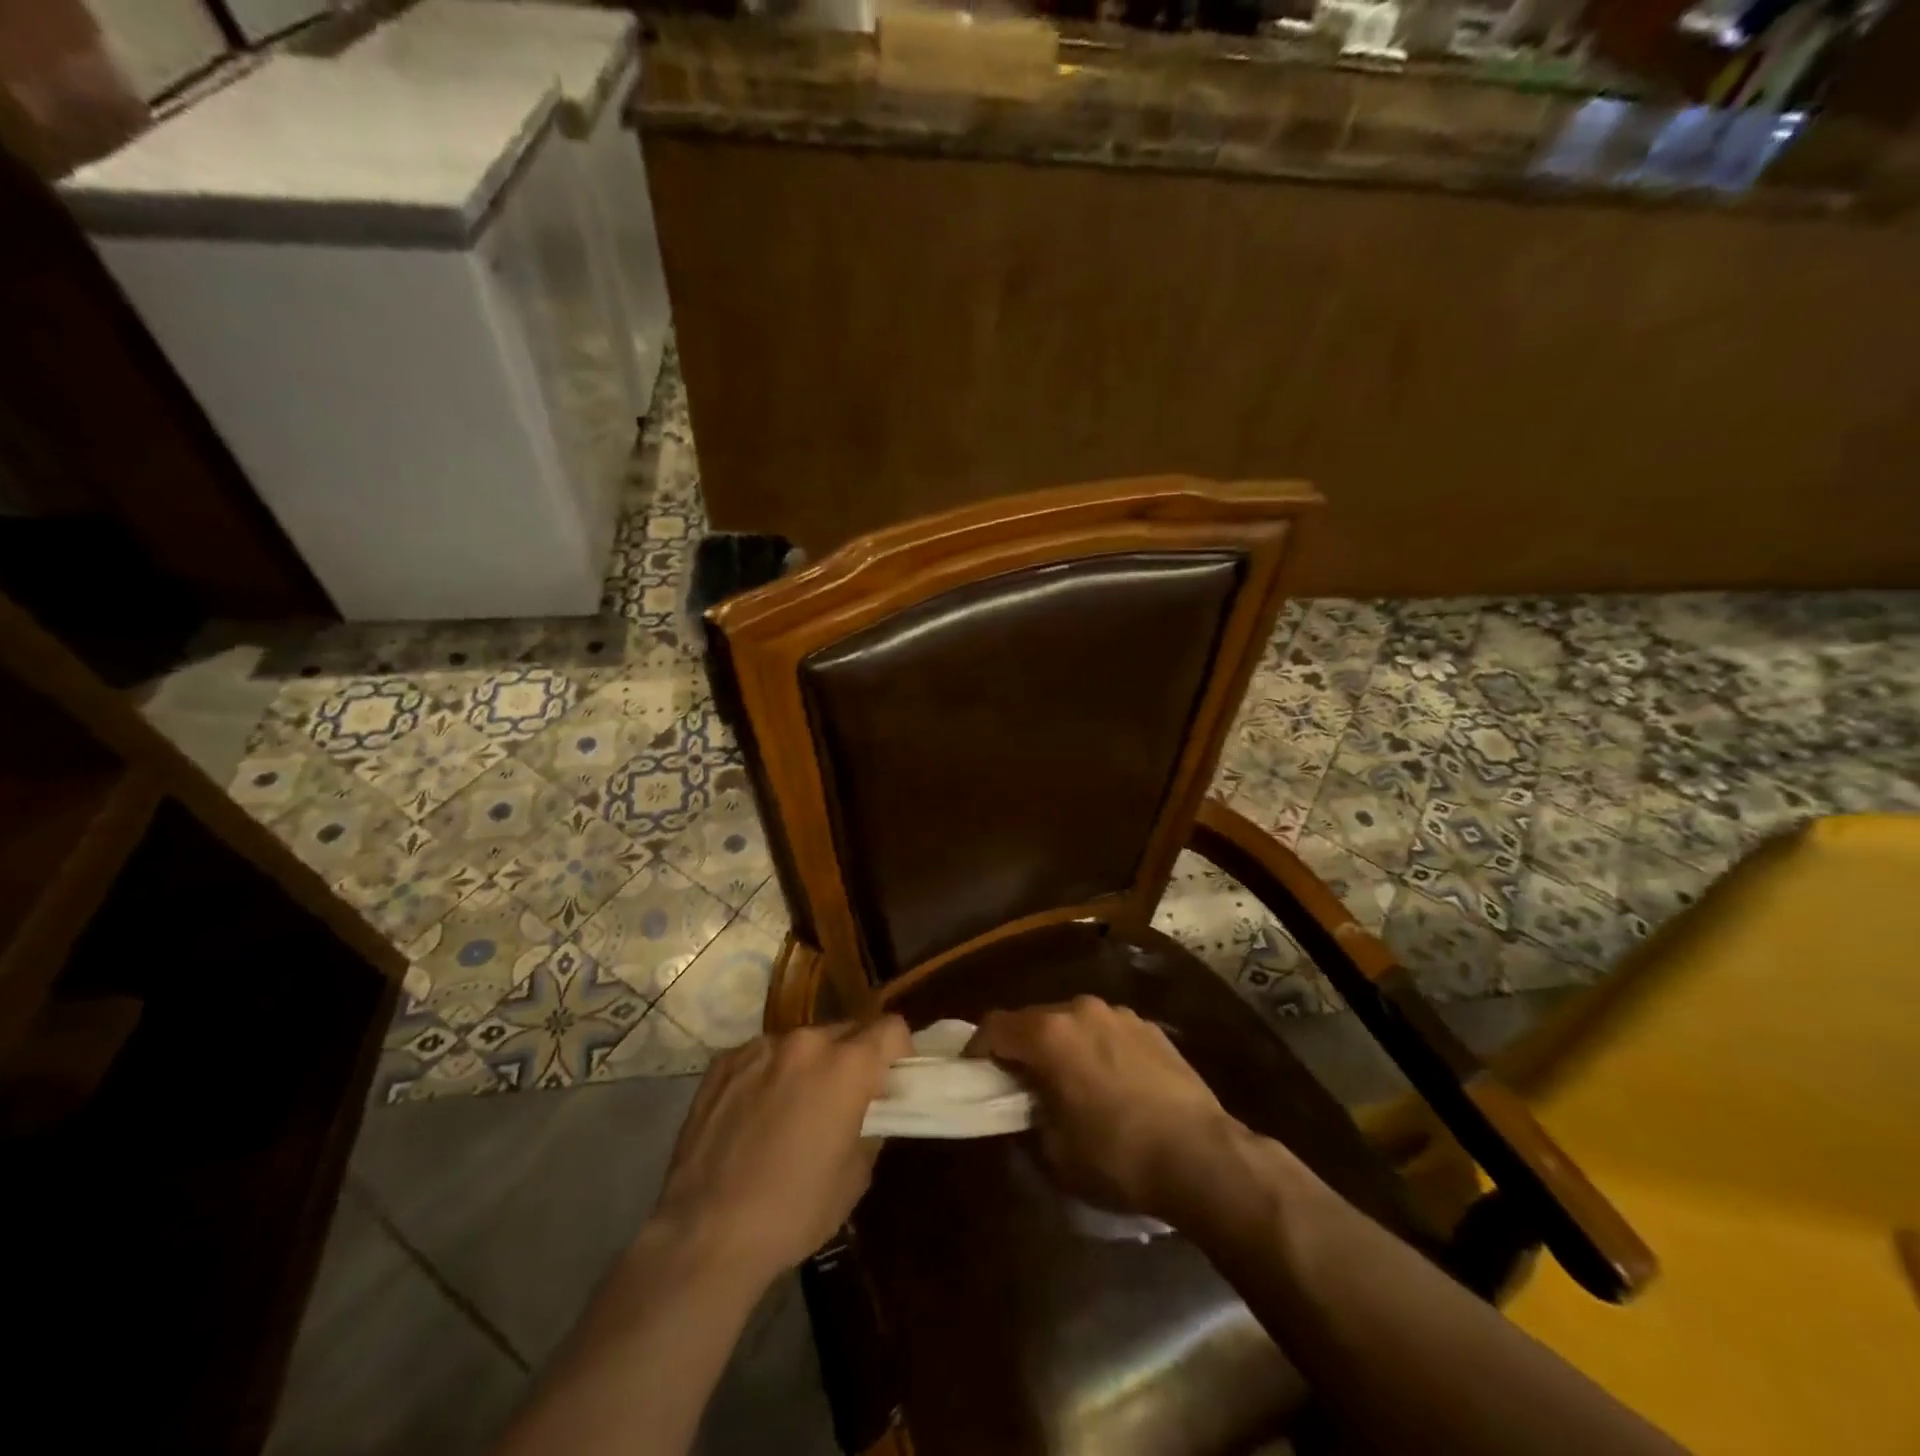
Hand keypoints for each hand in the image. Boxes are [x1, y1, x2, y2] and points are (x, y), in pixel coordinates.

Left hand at [648, 1018, 910, 1283]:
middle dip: (852, 1059)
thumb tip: (869, 1108)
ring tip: (791, 1111)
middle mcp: (806, 1041)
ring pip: (801, 1043)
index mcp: (847, 1064)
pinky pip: (762, 1057)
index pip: (892, 1028)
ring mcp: (760, 1048)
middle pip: (846, 1031)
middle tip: (843, 1101)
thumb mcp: (856, 1176)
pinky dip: (769, 1075)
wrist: (704, 1235)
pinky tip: (753, 1116)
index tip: (890, 1083)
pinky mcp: (723, 1062)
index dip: (898, 1054)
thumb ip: (872, 1125)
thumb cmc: (794, 1212)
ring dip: (808, 1066)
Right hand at [969, 997, 1244, 1221]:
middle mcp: (1081, 1010)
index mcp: (1049, 1034)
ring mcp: (1119, 1014)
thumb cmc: (1117, 1156)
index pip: (994, 1025)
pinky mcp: (1150, 1027)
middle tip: (1022, 1082)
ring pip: (1074, 1022)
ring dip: (1063, 1045)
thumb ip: (1029, 1118)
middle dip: (1022, 1046)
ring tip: (1072, 1082)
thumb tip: (1027, 1107)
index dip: (978, 1048)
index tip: (975, 1072)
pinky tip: (1113, 1084)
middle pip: (1035, 1019)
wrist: (1201, 1156)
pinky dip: (1097, 1048)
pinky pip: (1107, 1030)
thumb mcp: (1055, 1151)